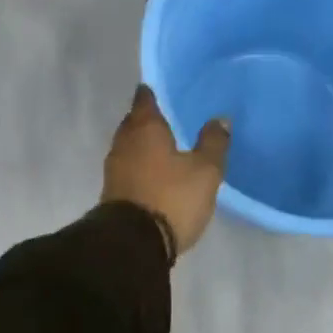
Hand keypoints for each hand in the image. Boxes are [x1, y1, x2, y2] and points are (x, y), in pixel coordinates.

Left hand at [102, 86, 229, 259]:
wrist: (133, 244)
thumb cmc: (171, 197)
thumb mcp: (205, 171)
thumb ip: (213, 143)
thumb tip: (220, 119)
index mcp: (145, 128)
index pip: (144, 100)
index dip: (151, 93)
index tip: (159, 89)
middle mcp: (124, 142)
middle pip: (133, 122)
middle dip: (146, 119)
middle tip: (165, 116)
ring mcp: (114, 168)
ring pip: (129, 145)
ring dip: (142, 143)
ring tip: (162, 144)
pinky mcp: (112, 192)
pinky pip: (128, 167)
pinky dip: (139, 164)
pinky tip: (154, 171)